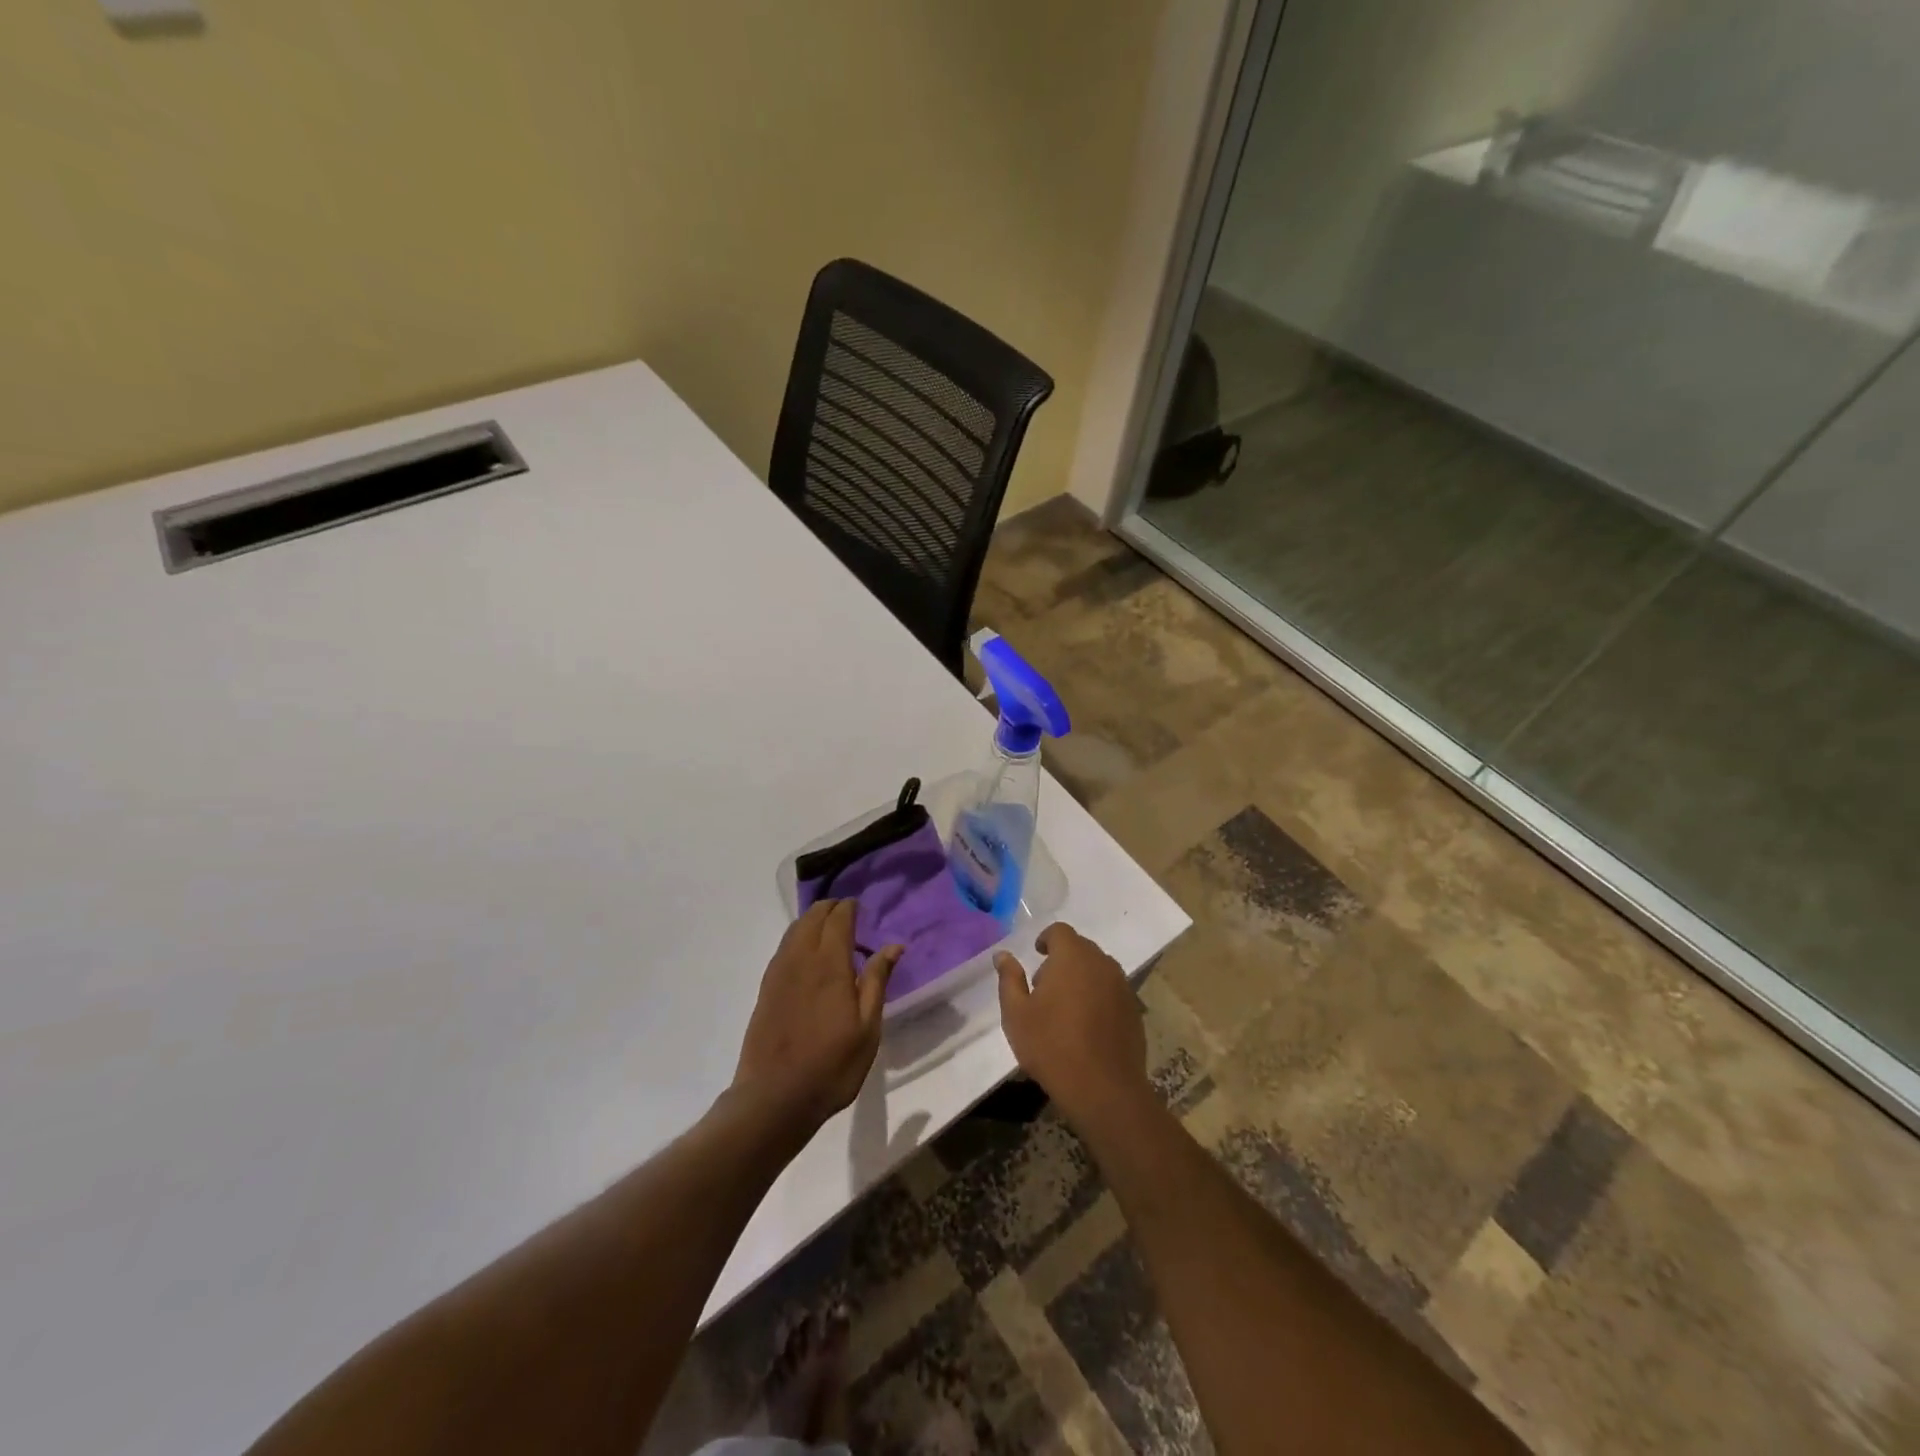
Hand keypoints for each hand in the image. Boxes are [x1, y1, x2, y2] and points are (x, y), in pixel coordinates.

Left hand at [732, 900, 900, 1141]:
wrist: (774, 1098)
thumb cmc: (831, 1065)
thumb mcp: (867, 1028)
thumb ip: (877, 981)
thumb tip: (893, 945)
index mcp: (829, 964)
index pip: (838, 918)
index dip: (850, 907)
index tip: (862, 908)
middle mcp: (801, 959)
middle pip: (812, 916)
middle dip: (831, 908)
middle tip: (849, 916)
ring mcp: (778, 972)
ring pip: (795, 930)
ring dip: (812, 920)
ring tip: (830, 931)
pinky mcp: (765, 988)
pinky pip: (783, 947)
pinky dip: (798, 938)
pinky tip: (808, 955)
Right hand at [996, 923, 1150, 1135]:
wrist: (1103, 1088)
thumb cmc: (1052, 1046)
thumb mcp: (1017, 1014)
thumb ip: (1009, 979)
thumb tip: (1002, 955)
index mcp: (1072, 957)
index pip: (1060, 931)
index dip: (1047, 938)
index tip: (1037, 954)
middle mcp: (1101, 963)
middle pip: (1081, 948)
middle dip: (1063, 959)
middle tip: (1044, 987)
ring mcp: (1122, 986)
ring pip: (1098, 969)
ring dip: (1082, 978)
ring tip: (1065, 1007)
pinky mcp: (1134, 1010)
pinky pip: (1112, 991)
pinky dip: (1098, 996)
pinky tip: (1087, 1025)